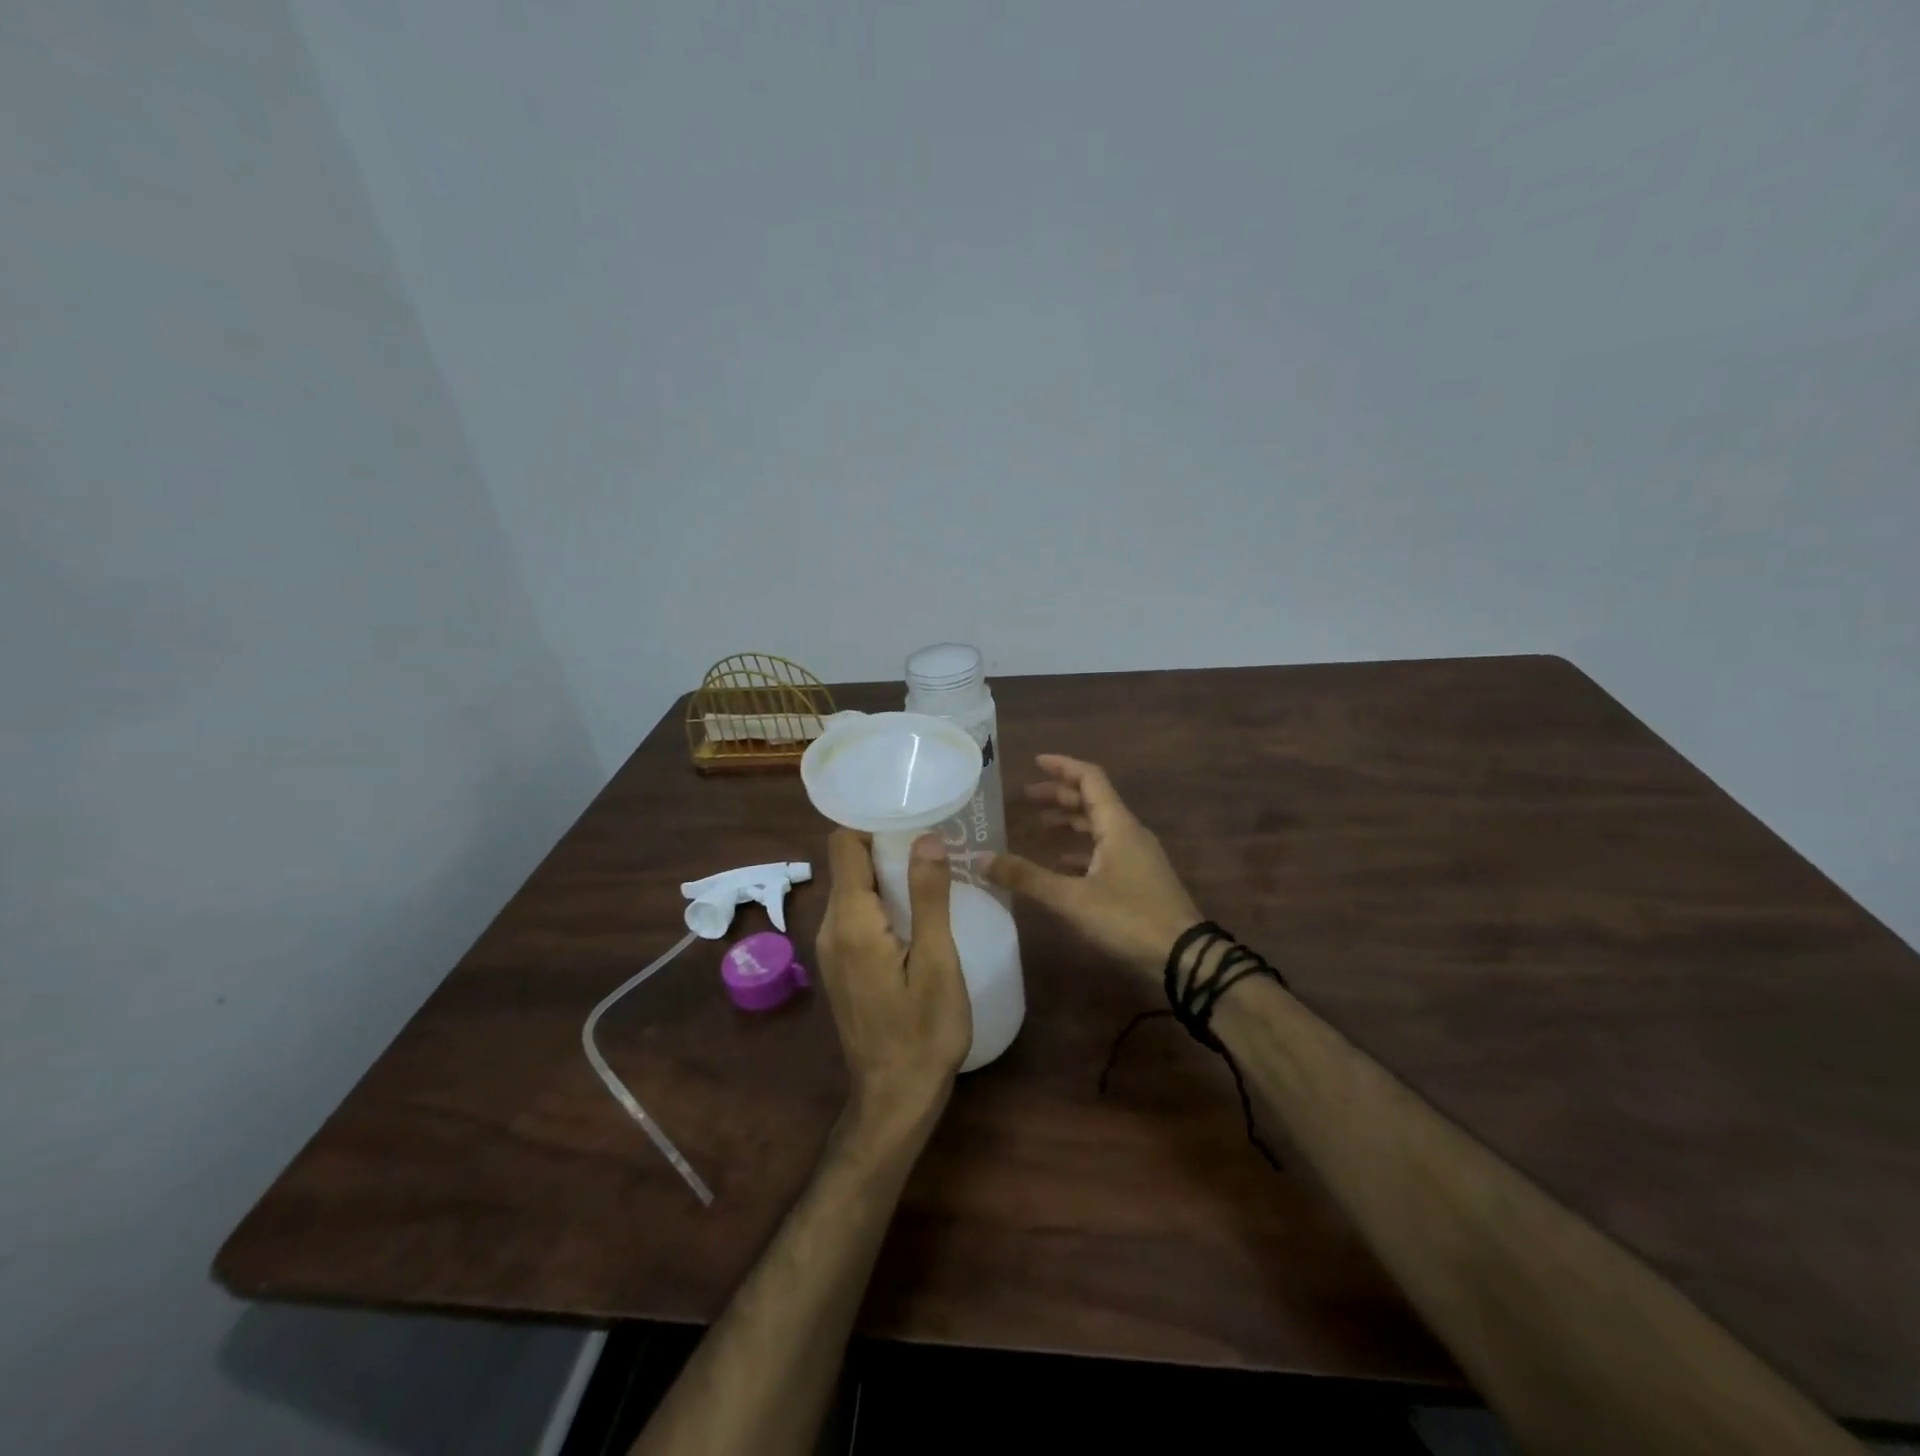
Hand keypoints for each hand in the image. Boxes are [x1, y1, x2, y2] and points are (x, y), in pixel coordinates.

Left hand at [815, 830, 971, 1130]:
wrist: (894, 1098)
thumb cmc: (923, 1032)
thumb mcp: (937, 962)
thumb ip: (928, 897)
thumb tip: (926, 837)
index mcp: (851, 921)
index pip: (843, 845)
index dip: (874, 824)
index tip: (914, 819)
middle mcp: (831, 928)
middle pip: (849, 864)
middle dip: (887, 846)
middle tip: (936, 844)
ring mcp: (831, 949)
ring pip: (853, 889)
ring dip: (887, 875)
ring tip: (933, 875)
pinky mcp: (841, 966)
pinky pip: (856, 915)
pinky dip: (882, 902)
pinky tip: (917, 914)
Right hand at [985, 754, 1201, 979]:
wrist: (1184, 957)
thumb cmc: (1129, 918)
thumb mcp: (1072, 898)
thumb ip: (1027, 878)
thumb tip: (981, 859)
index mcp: (1117, 825)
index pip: (1090, 779)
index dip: (1062, 767)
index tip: (1035, 762)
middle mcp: (1129, 833)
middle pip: (1093, 801)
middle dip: (1060, 795)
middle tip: (1027, 798)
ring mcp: (1138, 857)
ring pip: (1100, 827)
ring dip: (1070, 822)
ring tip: (1040, 828)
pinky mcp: (1140, 879)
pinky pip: (1106, 851)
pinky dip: (1081, 850)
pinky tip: (1062, 867)